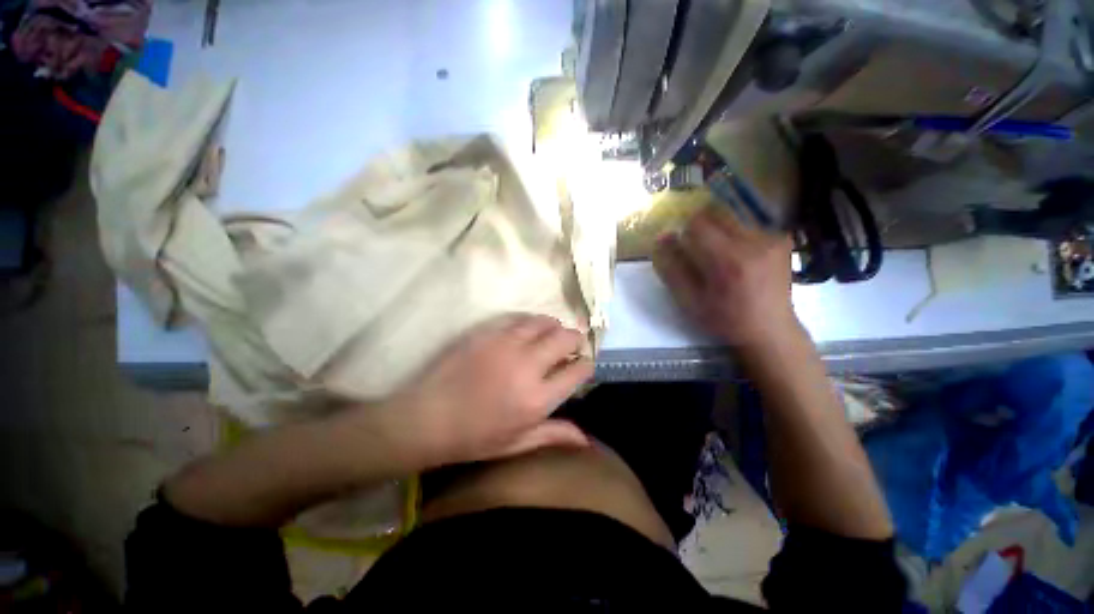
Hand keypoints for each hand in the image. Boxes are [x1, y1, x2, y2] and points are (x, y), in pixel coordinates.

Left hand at [379, 314, 594, 469]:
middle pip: (565, 338)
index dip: (585, 365)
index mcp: (537, 398)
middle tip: (571, 345)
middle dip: (575, 339)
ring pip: (543, 322)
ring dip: (553, 326)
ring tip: (550, 334)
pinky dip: (529, 322)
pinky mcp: (487, 332)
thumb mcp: (517, 443)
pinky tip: (526, 330)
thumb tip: (587, 440)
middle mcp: (527, 366)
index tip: (582, 365)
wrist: (427, 418)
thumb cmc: (474, 437)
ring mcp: (505, 345)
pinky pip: (518, 318)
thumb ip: (554, 435)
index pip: (578, 371)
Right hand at [653, 206, 797, 349]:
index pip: (698, 223)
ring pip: (732, 217)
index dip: (684, 231)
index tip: (683, 246)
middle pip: (717, 214)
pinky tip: (739, 257)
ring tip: (720, 256)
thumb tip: (661, 238)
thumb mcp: (689, 300)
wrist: (769, 329)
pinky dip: (736, 235)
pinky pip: (748, 225)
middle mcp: (754, 242)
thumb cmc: (724, 319)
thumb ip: (671, 268)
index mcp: (728, 260)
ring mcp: (772, 238)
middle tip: (700, 250)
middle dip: (702, 228)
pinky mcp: (781, 239)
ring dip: (719, 231)